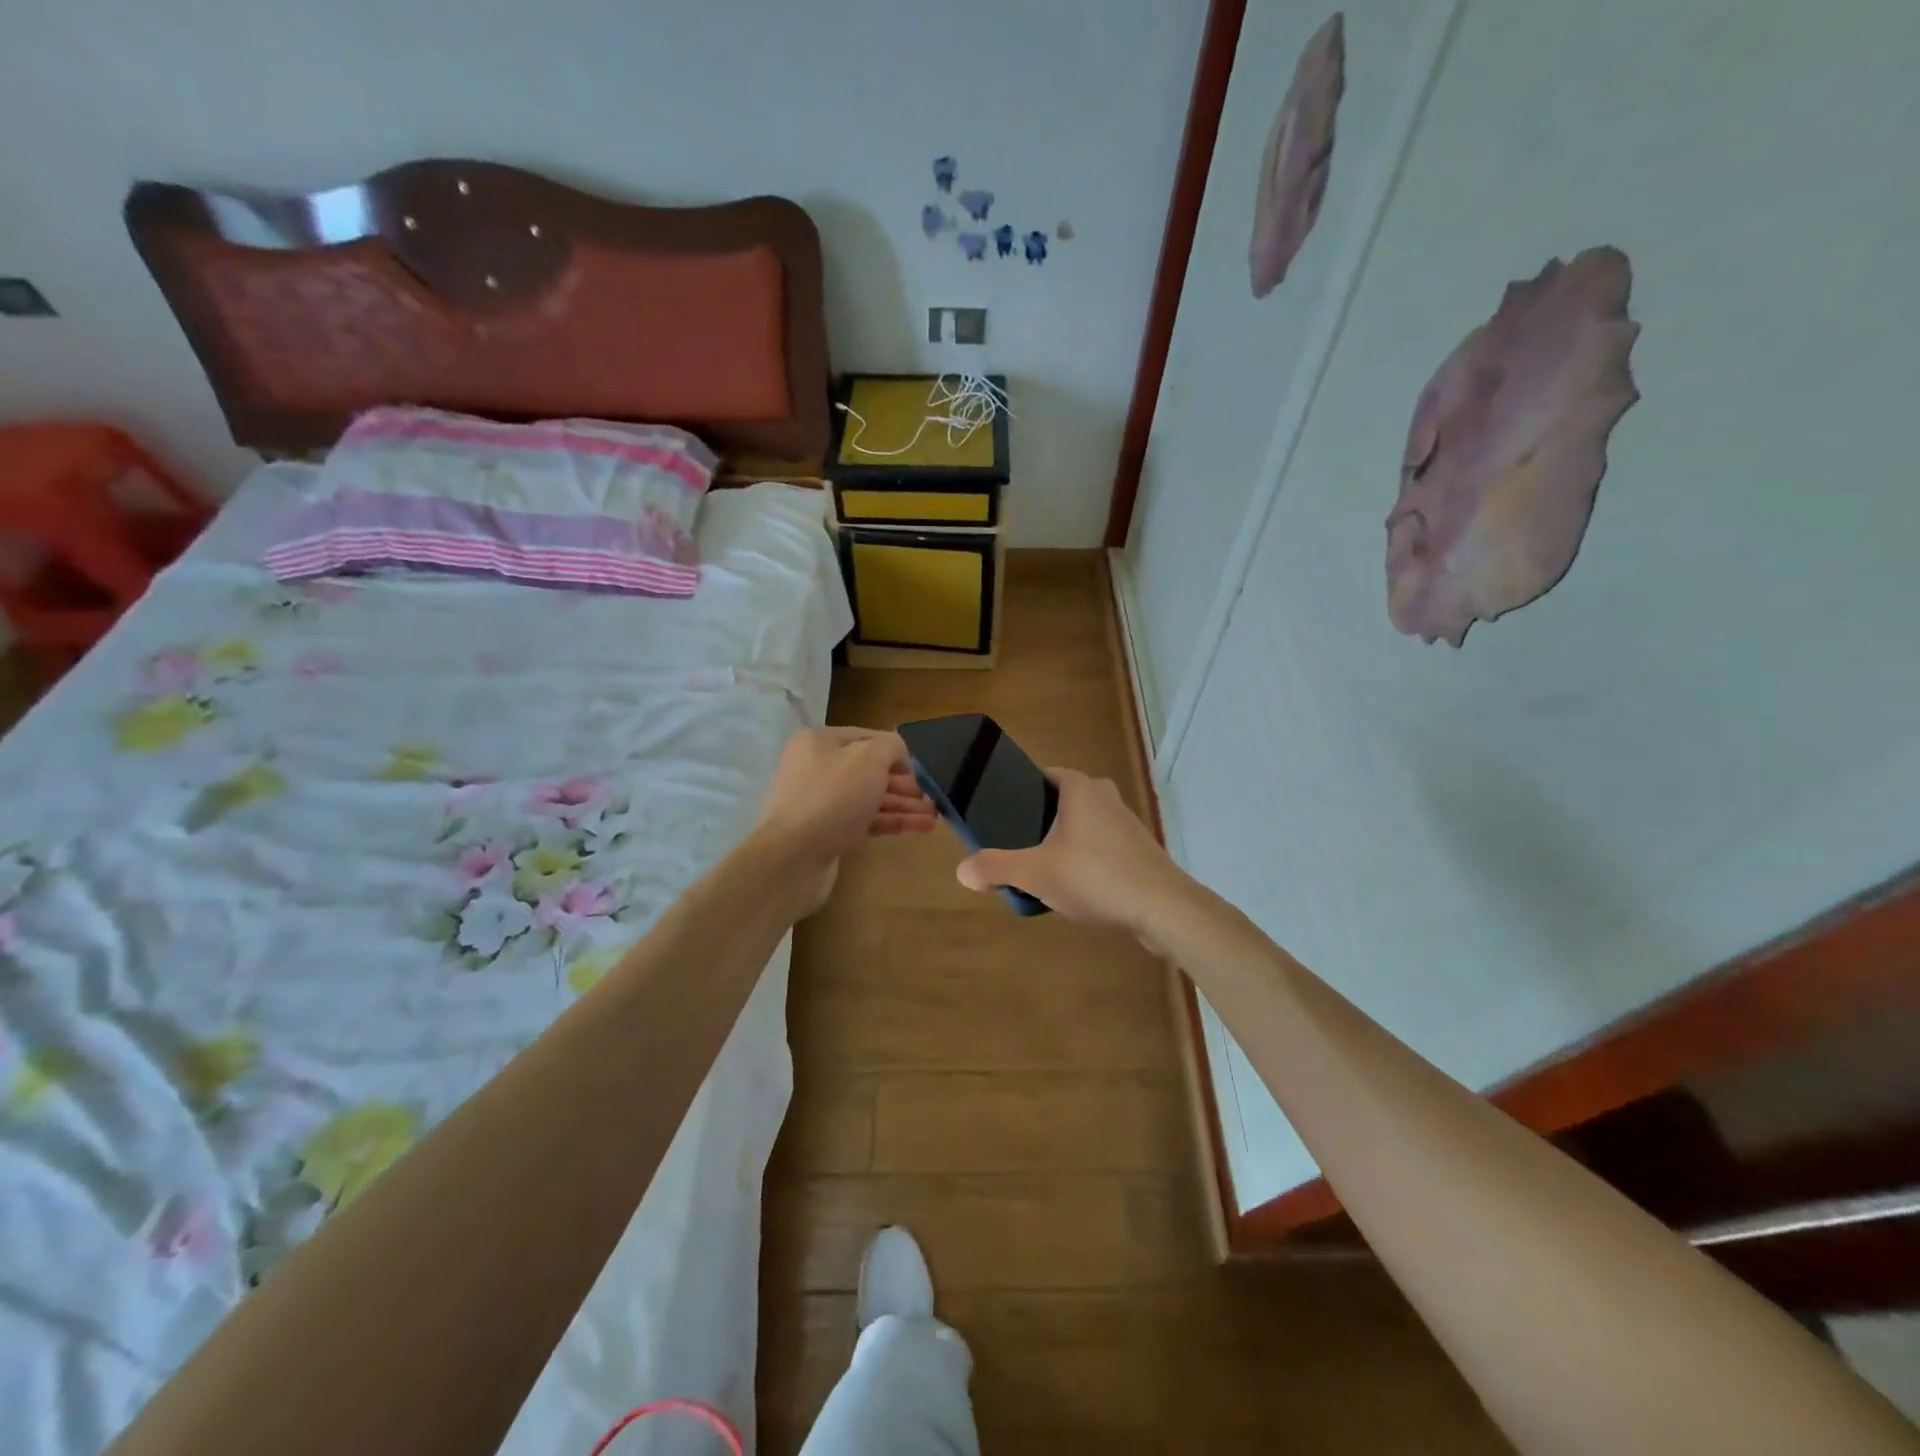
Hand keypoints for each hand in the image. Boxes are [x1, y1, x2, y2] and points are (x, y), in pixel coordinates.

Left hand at [749, 727, 934, 914]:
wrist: (793, 857)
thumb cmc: (833, 797)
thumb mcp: (869, 758)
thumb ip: (891, 747)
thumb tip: (898, 754)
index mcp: (819, 742)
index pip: (867, 738)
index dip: (896, 753)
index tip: (920, 772)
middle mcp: (816, 768)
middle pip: (869, 770)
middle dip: (903, 784)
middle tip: (931, 798)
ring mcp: (819, 803)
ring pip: (869, 798)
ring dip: (902, 806)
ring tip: (933, 818)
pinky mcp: (826, 833)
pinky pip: (864, 821)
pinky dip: (890, 822)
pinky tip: (919, 828)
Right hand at [954, 768, 1198, 947]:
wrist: (1163, 909)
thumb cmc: (1095, 876)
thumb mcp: (1035, 873)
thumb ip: (996, 868)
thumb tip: (961, 871)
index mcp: (1080, 788)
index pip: (1043, 775)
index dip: (1021, 791)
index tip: (1002, 815)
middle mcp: (1106, 796)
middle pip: (1063, 801)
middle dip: (1041, 820)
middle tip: (1017, 845)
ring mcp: (1127, 823)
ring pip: (1085, 825)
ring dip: (1065, 842)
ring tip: (1041, 870)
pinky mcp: (1140, 851)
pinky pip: (1102, 847)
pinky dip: (1086, 860)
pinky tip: (1075, 887)